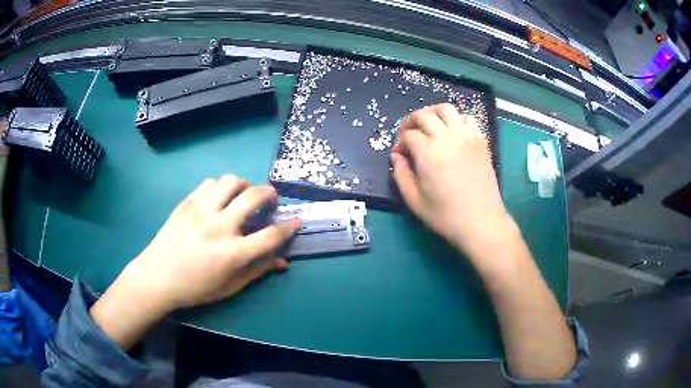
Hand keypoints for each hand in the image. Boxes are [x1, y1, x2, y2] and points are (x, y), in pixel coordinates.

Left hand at [126, 176, 298, 309]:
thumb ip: (257, 270)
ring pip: (231, 181)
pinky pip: (209, 183)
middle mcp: (220, 226)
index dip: (288, 227)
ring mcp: (201, 211)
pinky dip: (221, 186)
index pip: (270, 235)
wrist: (158, 277)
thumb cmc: (196, 288)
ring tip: (244, 194)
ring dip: (244, 184)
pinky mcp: (187, 203)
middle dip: (269, 194)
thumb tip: (282, 260)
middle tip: (271, 199)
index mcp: (233, 253)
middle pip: (253, 197)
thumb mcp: (230, 286)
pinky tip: (220, 197)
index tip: (296, 221)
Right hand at [390, 104, 515, 258]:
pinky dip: (456, 119)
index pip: (408, 135)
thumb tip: (396, 157)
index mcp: (428, 152)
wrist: (481, 222)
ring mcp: (466, 136)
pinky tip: (452, 132)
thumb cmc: (445, 215)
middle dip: (411, 122)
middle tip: (408, 135)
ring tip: (429, 126)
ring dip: (433, 113)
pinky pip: (467, 118)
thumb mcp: (415, 201)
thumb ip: (401, 175)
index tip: (399, 155)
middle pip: (424, 115)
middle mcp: (447, 137)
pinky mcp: (480, 141)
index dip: (400, 143)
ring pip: (446, 109)